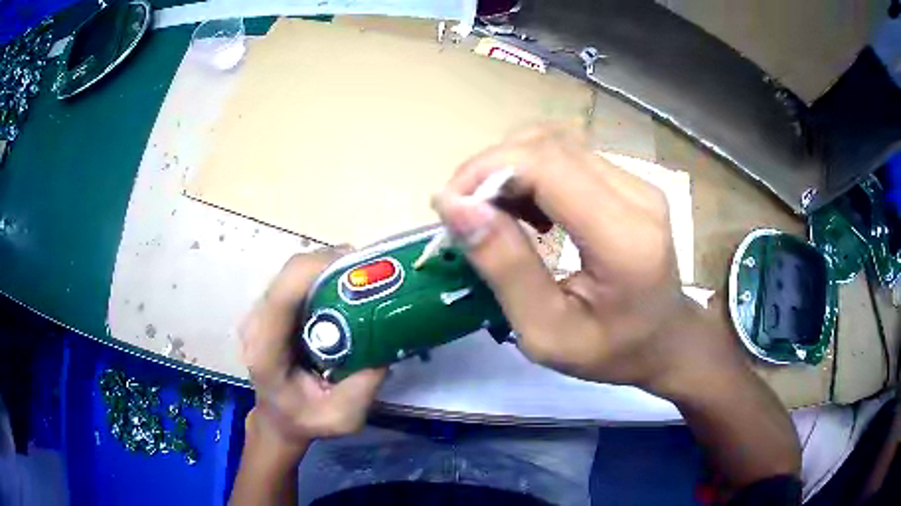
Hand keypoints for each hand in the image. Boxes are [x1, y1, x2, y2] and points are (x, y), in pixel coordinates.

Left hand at [239, 250, 386, 452]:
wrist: (277, 419)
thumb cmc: (305, 421)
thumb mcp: (343, 418)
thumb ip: (364, 386)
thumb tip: (387, 344)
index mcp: (265, 352)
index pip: (282, 297)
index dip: (315, 271)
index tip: (359, 267)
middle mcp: (256, 324)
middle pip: (289, 274)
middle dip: (330, 264)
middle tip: (372, 273)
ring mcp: (261, 312)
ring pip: (294, 271)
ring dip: (329, 266)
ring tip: (364, 278)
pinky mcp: (271, 308)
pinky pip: (297, 279)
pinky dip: (324, 275)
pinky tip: (347, 287)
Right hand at [434, 126, 741, 395]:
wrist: (667, 341)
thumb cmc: (611, 351)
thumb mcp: (547, 333)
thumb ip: (505, 269)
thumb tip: (456, 207)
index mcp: (624, 237)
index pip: (547, 166)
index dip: (488, 171)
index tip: (449, 207)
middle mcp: (637, 195)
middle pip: (548, 145)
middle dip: (491, 169)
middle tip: (465, 213)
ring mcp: (638, 182)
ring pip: (555, 144)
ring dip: (510, 169)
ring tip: (493, 215)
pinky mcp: (631, 181)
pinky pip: (569, 157)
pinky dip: (532, 174)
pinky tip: (527, 211)